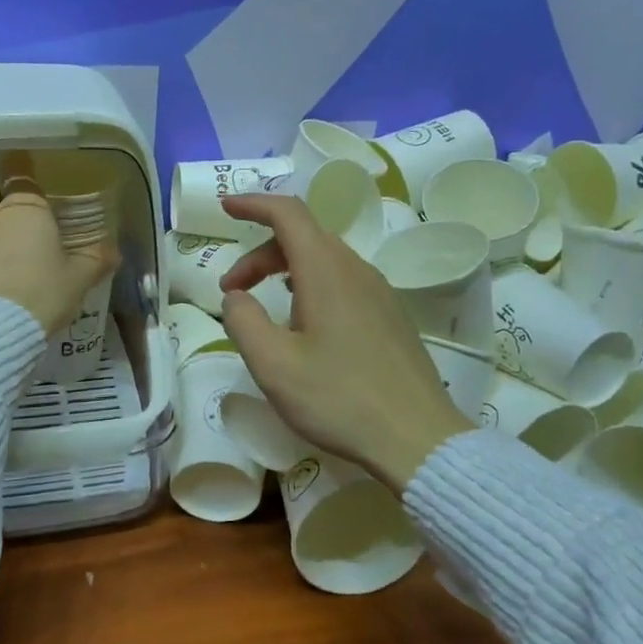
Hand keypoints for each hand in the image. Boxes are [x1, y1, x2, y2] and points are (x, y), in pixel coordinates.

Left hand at [0, 190, 116, 336]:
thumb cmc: (43, 293)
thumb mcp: (80, 279)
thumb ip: (96, 259)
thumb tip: (113, 251)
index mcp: (25, 209)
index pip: (22, 176)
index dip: (25, 177)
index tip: (30, 183)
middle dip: (10, 218)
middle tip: (29, 243)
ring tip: (11, 277)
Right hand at [218, 194, 473, 493]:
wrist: (417, 439)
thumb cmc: (339, 399)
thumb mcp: (273, 365)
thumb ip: (243, 320)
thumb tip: (236, 296)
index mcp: (326, 271)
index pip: (288, 213)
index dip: (254, 204)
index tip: (225, 207)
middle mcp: (355, 269)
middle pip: (303, 236)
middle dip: (259, 254)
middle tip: (231, 290)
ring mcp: (378, 291)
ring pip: (323, 259)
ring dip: (284, 269)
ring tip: (262, 304)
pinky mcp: (389, 314)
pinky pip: (342, 279)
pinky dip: (310, 283)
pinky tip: (303, 319)